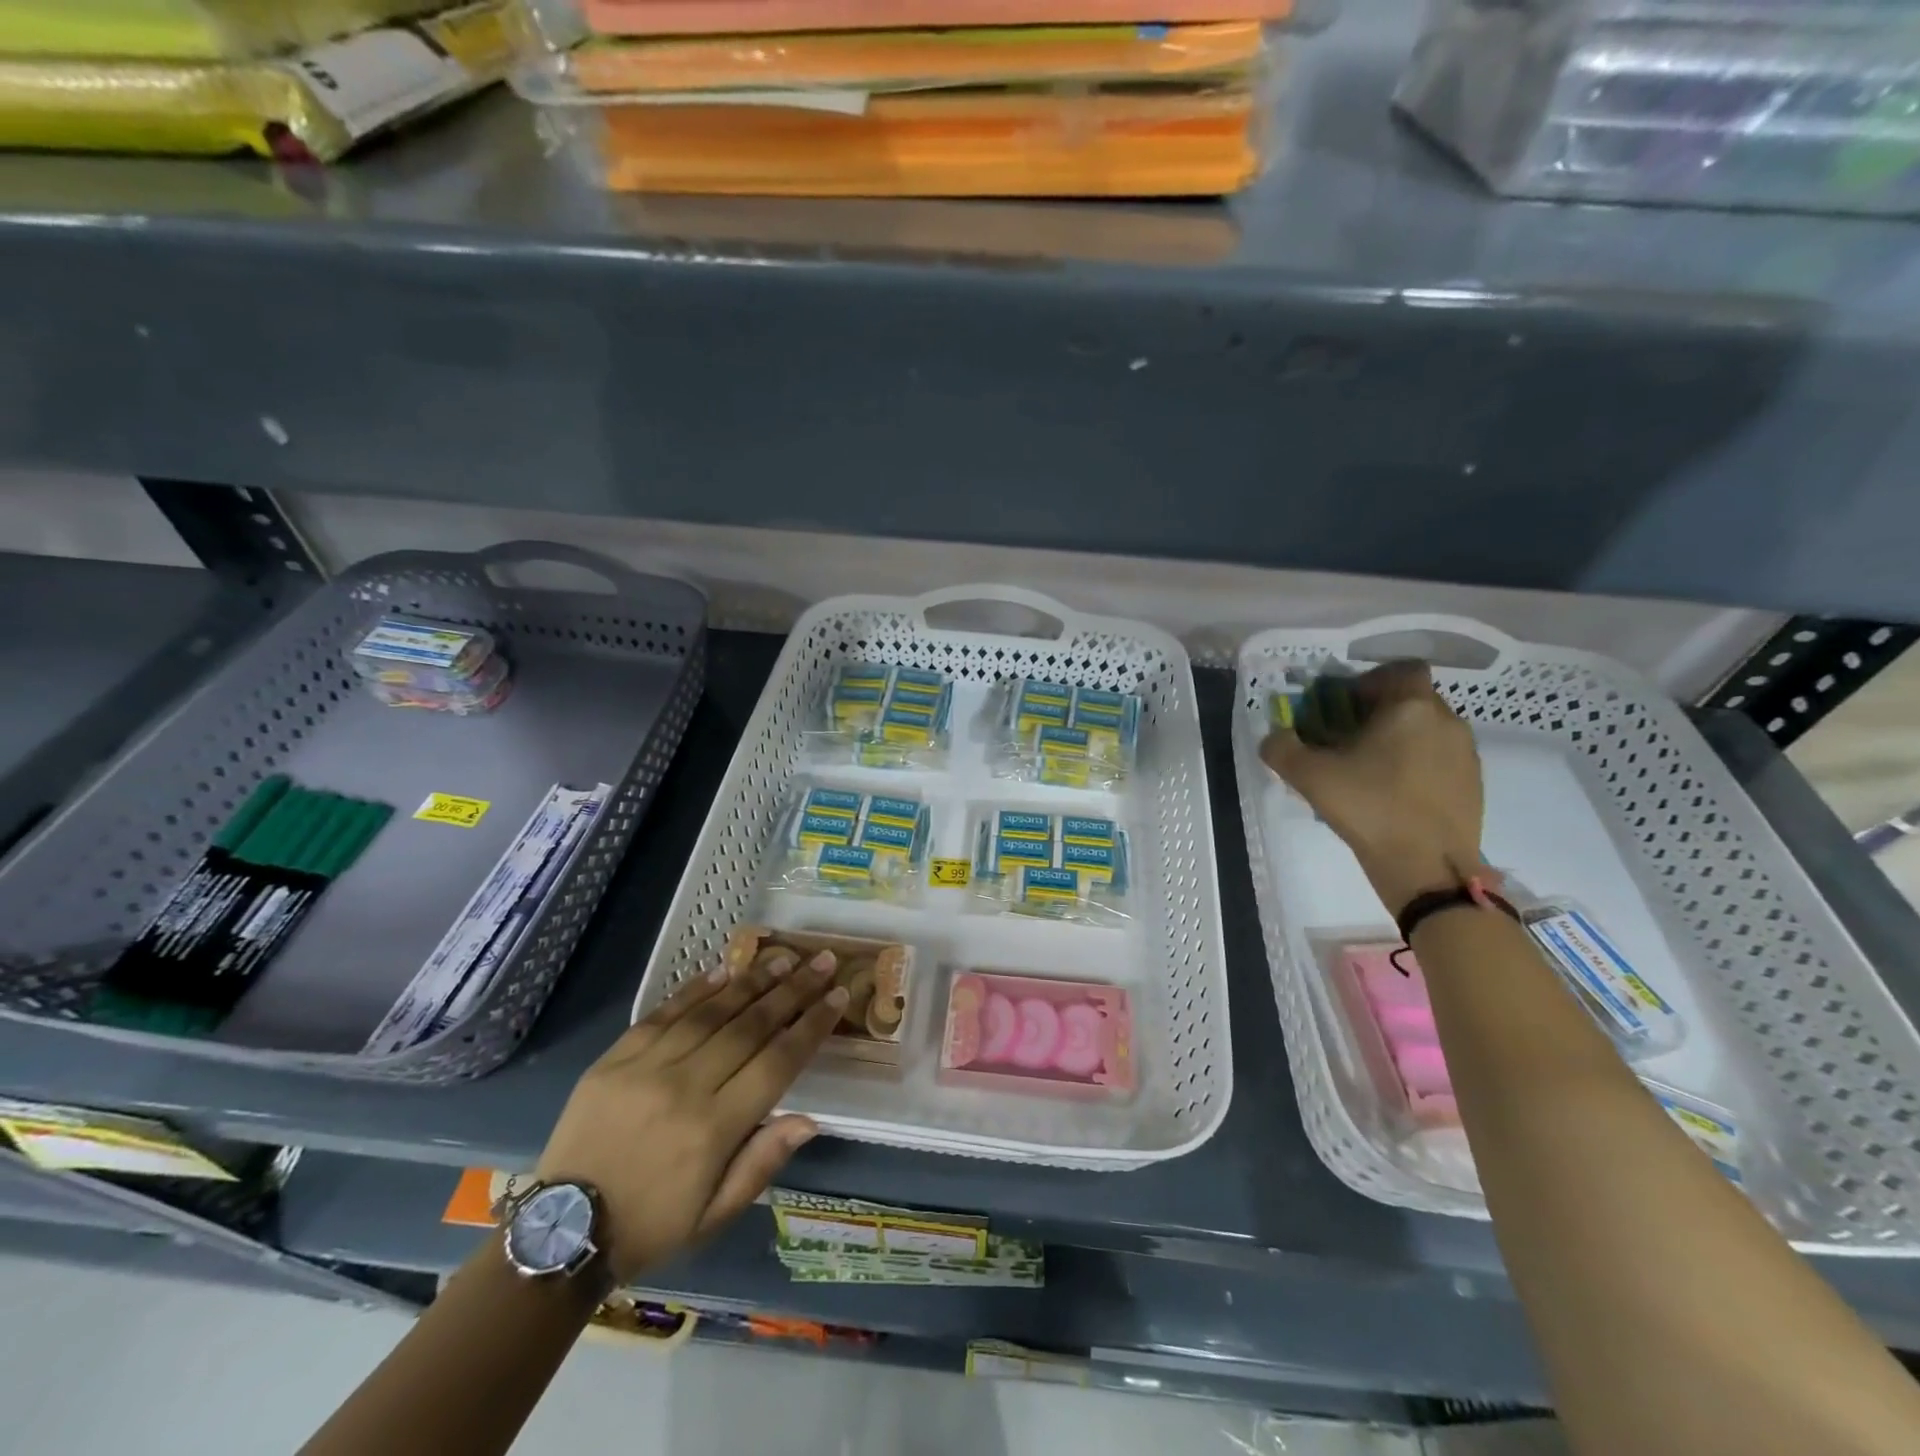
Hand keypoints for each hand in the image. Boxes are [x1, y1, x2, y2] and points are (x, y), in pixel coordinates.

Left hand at [534, 947, 846, 1282]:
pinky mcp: (616, 1057)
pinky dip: (697, 988)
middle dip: (794, 990)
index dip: (811, 1026)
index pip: (778, 1062)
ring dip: (753, 981)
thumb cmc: (651, 1225)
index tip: (838, 996)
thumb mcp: (713, 1215)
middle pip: (751, 1026)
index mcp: (714, 1129)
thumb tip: (810, 1119)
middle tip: (821, 960)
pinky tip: (724, 968)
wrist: (561, 1230)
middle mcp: (686, 1087)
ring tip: (783, 959)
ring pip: (712, 1011)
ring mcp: (647, 1067)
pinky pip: (665, 1012)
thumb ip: (762, 1163)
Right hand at [1259, 659, 1485, 913]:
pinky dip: (1417, 767)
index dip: (1372, 680)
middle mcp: (1446, 721)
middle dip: (1380, 713)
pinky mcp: (1474, 785)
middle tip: (1348, 741)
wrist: (1428, 868)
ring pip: (1427, 731)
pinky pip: (1440, 760)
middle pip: (1412, 701)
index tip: (1346, 705)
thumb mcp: (1309, 777)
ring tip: (1369, 772)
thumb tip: (1275, 737)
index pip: (1402, 669)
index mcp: (1411, 708)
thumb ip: (1282, 748)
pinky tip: (1392, 796)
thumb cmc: (1369, 808)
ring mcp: (1466, 755)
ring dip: (1399, 741)